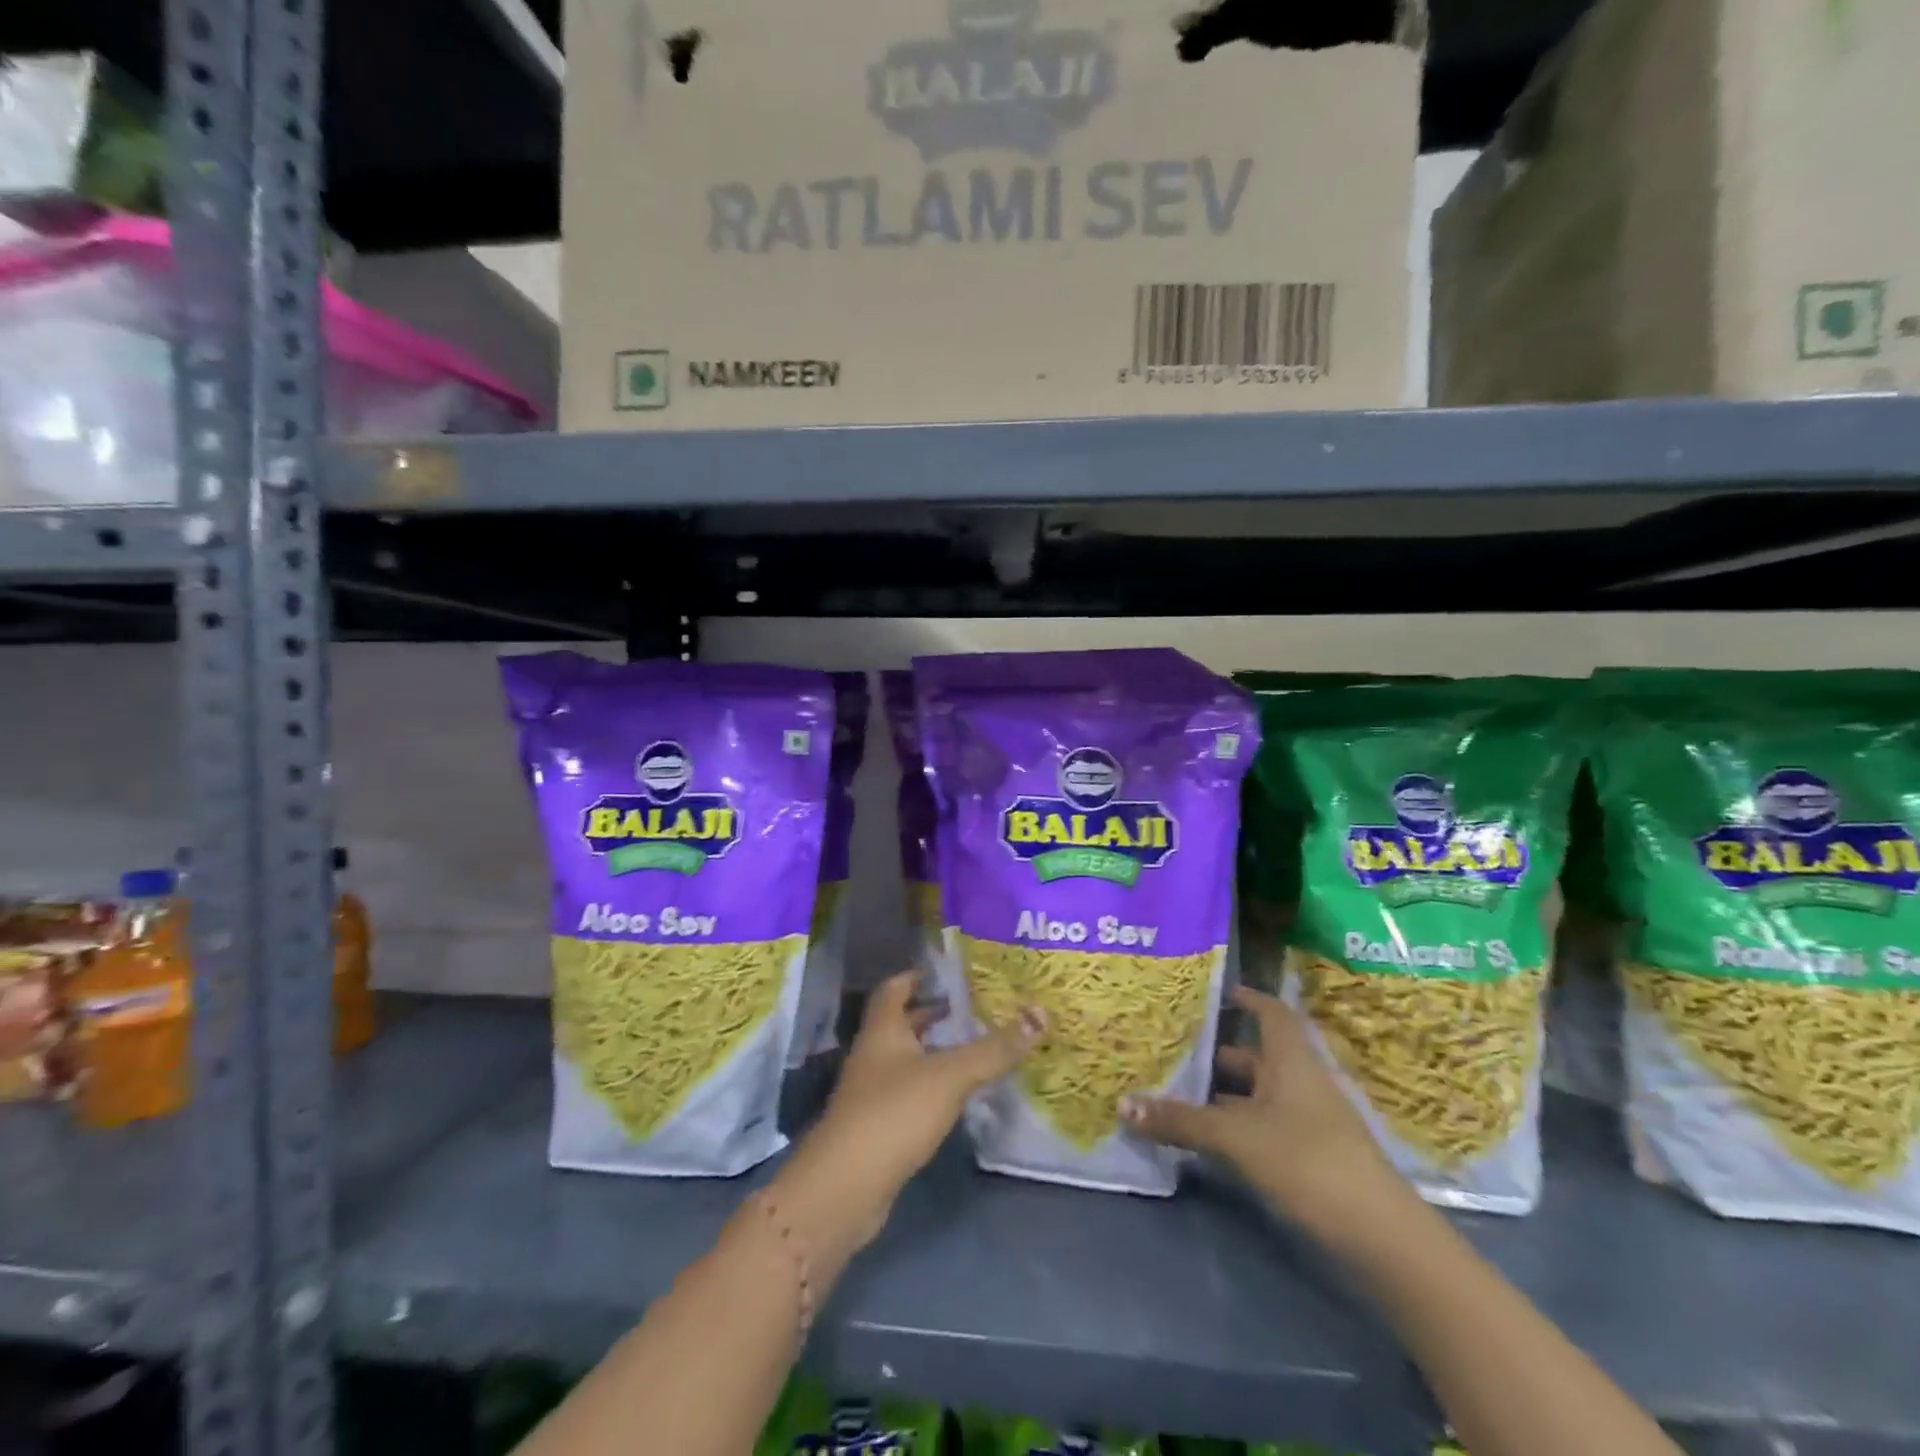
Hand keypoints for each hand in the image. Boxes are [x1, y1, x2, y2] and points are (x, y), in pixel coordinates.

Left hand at [771, 972, 1043, 1267]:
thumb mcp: (950, 1076)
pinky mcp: (878, 1126)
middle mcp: (873, 1054)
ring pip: (906, 1059)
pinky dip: (932, 1085)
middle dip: (933, 1014)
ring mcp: (872, 1092)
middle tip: (973, 1008)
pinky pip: (909, 1092)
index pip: (894, 988)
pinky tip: (957, 1094)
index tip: (947, 973)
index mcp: (883, 1030)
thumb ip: (994, 1049)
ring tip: (974, 1047)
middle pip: (902, 1023)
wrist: (846, 1187)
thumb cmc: (894, 1113)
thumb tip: (1039, 1015)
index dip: (917, 976)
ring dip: (934, 1051)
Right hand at [1121, 986, 1403, 1234]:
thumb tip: (1122, 1105)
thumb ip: (1181, 1121)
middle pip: (1255, 1055)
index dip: (1245, 998)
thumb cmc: (1308, 1161)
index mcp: (1291, 1060)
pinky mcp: (1309, 1157)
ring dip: (1220, 1093)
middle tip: (1171, 1046)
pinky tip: (1203, 1136)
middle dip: (1216, 1052)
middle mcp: (1300, 1081)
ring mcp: (1308, 1121)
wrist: (1380, 1237)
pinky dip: (1233, 1125)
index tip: (1211, 992)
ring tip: (1174, 1089)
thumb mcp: (1236, 1138)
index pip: (1270, 1012)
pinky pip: (1262, 1125)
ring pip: (1256, 1094)